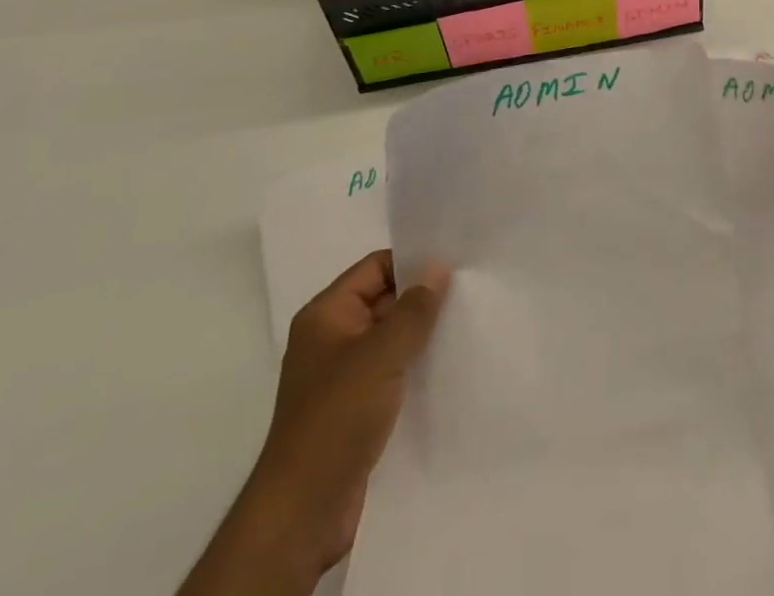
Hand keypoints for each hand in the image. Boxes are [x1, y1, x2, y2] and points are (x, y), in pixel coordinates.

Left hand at [181, 251, 449, 594]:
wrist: (303, 512)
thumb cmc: (336, 418)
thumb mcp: (381, 355)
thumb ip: (413, 309)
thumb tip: (437, 266)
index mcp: (326, 315)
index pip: (375, 268)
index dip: (412, 261)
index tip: (455, 260)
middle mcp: (331, 338)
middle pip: (383, 300)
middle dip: (422, 297)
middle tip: (469, 290)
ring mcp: (341, 376)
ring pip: (389, 338)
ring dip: (421, 334)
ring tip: (466, 323)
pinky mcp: (354, 409)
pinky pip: (390, 371)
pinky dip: (414, 366)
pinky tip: (446, 366)